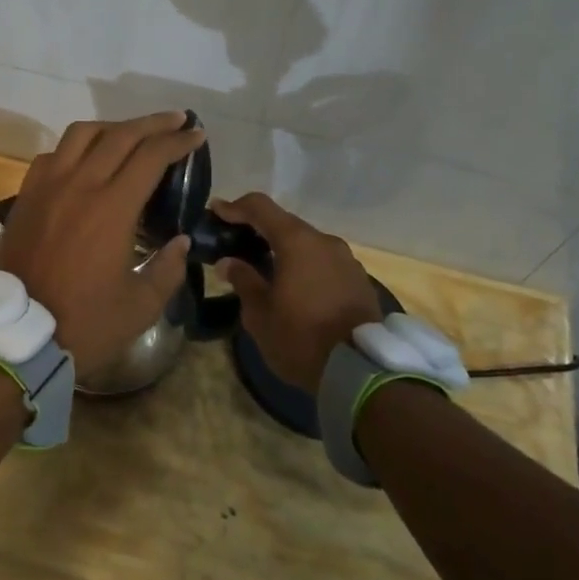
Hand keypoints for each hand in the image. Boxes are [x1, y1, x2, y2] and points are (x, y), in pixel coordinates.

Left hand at [0, 112, 201, 370]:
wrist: (16, 334)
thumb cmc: (84, 323)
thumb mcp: (140, 307)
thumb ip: (167, 269)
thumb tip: (180, 240)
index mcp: (112, 207)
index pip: (151, 156)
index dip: (178, 141)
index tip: (197, 135)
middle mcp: (79, 184)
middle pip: (120, 134)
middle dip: (153, 123)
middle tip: (176, 120)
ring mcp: (48, 185)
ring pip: (82, 134)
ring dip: (113, 126)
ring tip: (132, 133)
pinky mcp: (27, 194)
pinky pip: (53, 154)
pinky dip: (76, 147)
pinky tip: (86, 158)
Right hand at [212, 193, 381, 393]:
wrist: (361, 373)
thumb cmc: (301, 338)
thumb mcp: (260, 314)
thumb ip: (243, 280)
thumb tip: (229, 262)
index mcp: (296, 242)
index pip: (260, 207)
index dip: (235, 207)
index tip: (216, 212)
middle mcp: (324, 241)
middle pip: (285, 223)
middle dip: (259, 229)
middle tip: (236, 243)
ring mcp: (346, 260)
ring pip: (307, 244)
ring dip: (284, 249)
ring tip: (265, 267)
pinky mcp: (359, 280)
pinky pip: (324, 262)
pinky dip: (305, 265)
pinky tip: (295, 285)